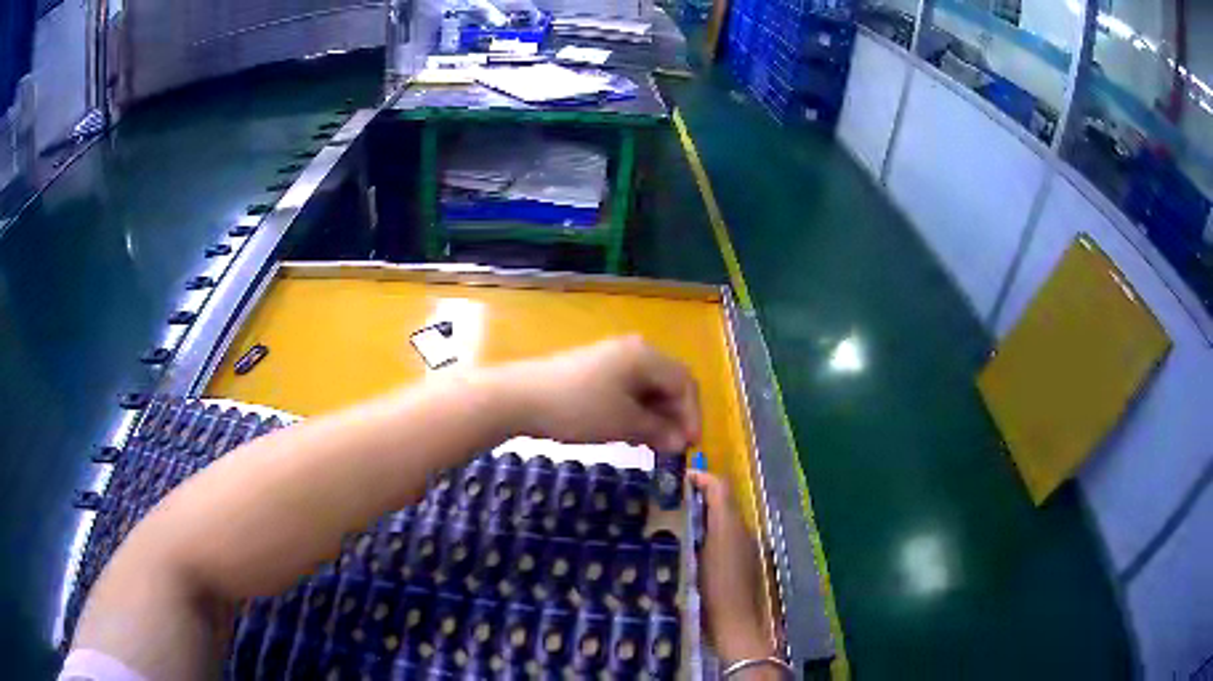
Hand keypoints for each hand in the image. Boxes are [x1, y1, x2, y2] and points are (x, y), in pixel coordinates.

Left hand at [493, 336, 700, 451]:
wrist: (520, 397)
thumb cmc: (579, 409)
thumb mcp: (624, 424)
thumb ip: (659, 431)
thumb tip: (682, 442)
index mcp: (646, 356)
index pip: (685, 382)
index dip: (693, 415)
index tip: (691, 446)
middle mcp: (633, 351)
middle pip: (667, 382)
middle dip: (675, 416)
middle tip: (674, 448)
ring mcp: (611, 359)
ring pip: (647, 388)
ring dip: (655, 417)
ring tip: (654, 446)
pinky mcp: (594, 370)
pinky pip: (627, 390)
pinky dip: (635, 412)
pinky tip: (629, 433)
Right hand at [690, 470, 775, 665]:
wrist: (736, 626)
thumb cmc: (714, 592)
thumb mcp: (694, 558)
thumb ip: (691, 529)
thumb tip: (681, 507)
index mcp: (730, 524)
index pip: (718, 486)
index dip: (698, 478)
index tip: (672, 480)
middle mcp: (742, 530)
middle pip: (721, 502)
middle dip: (696, 498)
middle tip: (665, 504)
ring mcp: (746, 548)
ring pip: (723, 520)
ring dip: (701, 517)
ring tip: (671, 525)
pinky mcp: (745, 564)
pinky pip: (726, 538)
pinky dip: (709, 534)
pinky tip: (687, 551)